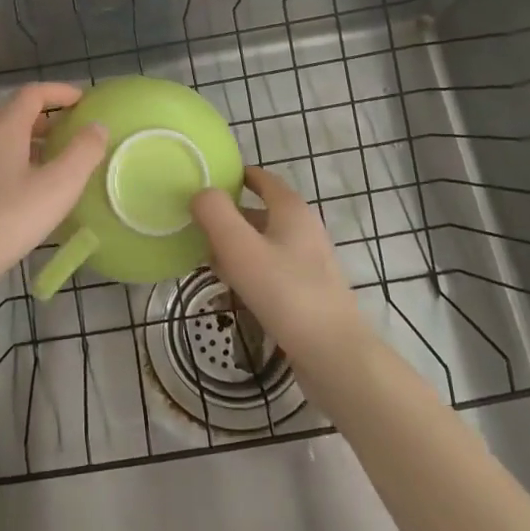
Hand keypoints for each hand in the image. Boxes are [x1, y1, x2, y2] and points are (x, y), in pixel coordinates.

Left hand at [0, 83, 107, 307]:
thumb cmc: (8, 219)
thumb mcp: (58, 186)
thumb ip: (83, 152)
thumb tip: (97, 126)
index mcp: (4, 126)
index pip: (33, 93)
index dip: (60, 92)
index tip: (84, 101)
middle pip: (17, 112)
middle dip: (49, 117)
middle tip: (75, 132)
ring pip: (4, 136)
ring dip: (33, 139)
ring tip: (57, 161)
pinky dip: (17, 158)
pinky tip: (30, 188)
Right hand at [191, 166, 365, 361]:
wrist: (334, 354)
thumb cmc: (285, 293)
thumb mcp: (240, 248)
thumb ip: (215, 214)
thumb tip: (200, 193)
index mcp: (291, 210)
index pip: (262, 178)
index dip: (236, 175)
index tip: (206, 181)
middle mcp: (304, 229)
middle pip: (261, 211)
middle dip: (229, 214)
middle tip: (195, 222)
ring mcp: (309, 262)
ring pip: (265, 241)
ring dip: (236, 244)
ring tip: (205, 255)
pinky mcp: (308, 291)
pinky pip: (272, 268)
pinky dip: (249, 268)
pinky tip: (231, 286)